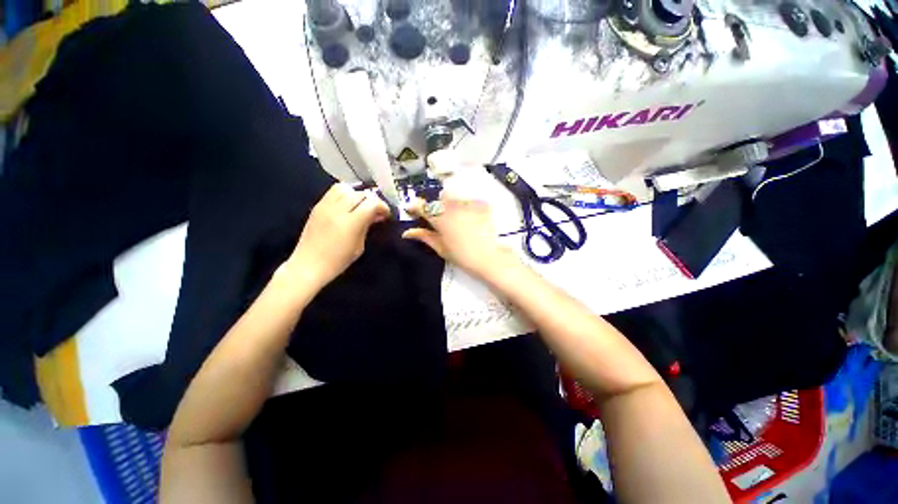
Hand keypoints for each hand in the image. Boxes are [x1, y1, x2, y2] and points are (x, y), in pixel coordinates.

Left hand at [285, 183, 389, 290]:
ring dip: (356, 194)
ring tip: (359, 206)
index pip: (371, 203)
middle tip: (375, 211)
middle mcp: (337, 210)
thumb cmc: (338, 261)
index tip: (386, 214)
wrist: (308, 265)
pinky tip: (347, 206)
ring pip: (346, 188)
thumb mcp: (359, 246)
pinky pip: (333, 192)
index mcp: (350, 223)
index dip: (382, 206)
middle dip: (372, 200)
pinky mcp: (317, 206)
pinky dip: (344, 195)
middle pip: (361, 194)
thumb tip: (377, 215)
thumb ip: (367, 226)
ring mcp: (325, 206)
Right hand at [403, 174, 511, 277]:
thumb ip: (424, 236)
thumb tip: (408, 232)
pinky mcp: (482, 205)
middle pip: (438, 198)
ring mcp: (468, 204)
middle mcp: (452, 206)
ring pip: (454, 198)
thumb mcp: (441, 248)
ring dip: (451, 205)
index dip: (415, 207)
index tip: (413, 211)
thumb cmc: (462, 256)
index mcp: (440, 218)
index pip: (422, 206)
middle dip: (435, 206)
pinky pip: (469, 201)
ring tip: (456, 219)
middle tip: (439, 219)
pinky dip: (467, 207)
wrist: (490, 258)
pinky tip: (470, 219)